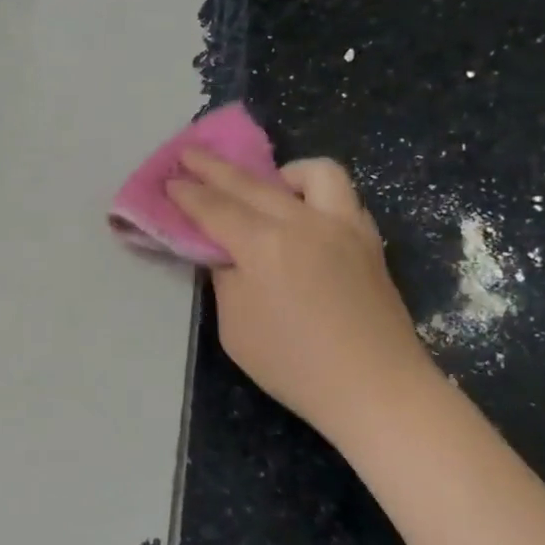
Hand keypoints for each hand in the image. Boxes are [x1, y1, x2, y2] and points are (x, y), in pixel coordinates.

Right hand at [167, 151, 435, 440]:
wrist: (376, 388)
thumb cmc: (294, 366)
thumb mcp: (235, 328)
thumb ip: (226, 279)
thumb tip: (226, 253)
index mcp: (264, 246)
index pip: (214, 209)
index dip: (187, 194)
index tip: (168, 180)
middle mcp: (304, 223)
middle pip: (251, 183)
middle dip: (215, 168)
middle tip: (189, 156)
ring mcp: (343, 226)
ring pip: (314, 172)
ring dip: (281, 172)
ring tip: (266, 187)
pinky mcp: (368, 240)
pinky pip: (342, 197)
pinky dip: (315, 195)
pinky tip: (305, 216)